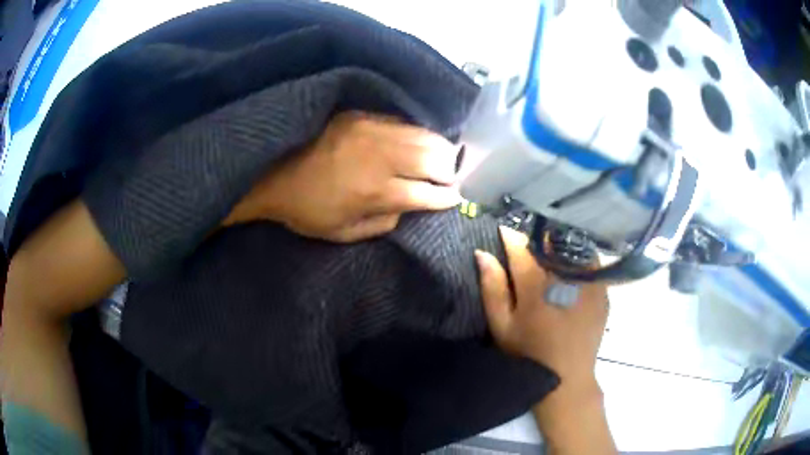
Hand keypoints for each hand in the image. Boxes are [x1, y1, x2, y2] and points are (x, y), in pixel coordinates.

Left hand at [224, 111, 461, 241]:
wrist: (272, 175)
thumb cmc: (308, 211)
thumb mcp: (345, 233)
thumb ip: (384, 223)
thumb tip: (410, 206)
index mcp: (376, 192)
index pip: (427, 193)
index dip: (446, 197)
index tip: (457, 198)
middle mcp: (380, 158)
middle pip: (434, 159)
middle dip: (450, 170)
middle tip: (453, 176)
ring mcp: (371, 131)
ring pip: (422, 135)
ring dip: (439, 148)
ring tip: (445, 157)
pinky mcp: (360, 116)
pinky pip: (400, 122)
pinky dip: (416, 133)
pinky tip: (419, 140)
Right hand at [476, 227, 615, 453]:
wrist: (568, 378)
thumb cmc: (529, 354)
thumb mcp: (502, 327)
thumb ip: (492, 289)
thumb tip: (482, 254)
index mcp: (536, 287)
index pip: (521, 248)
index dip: (510, 237)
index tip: (503, 231)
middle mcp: (566, 278)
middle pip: (549, 243)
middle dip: (535, 239)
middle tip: (527, 244)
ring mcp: (589, 283)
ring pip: (573, 247)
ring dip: (559, 245)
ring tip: (550, 251)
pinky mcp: (602, 291)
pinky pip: (591, 262)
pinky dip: (578, 258)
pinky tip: (571, 269)